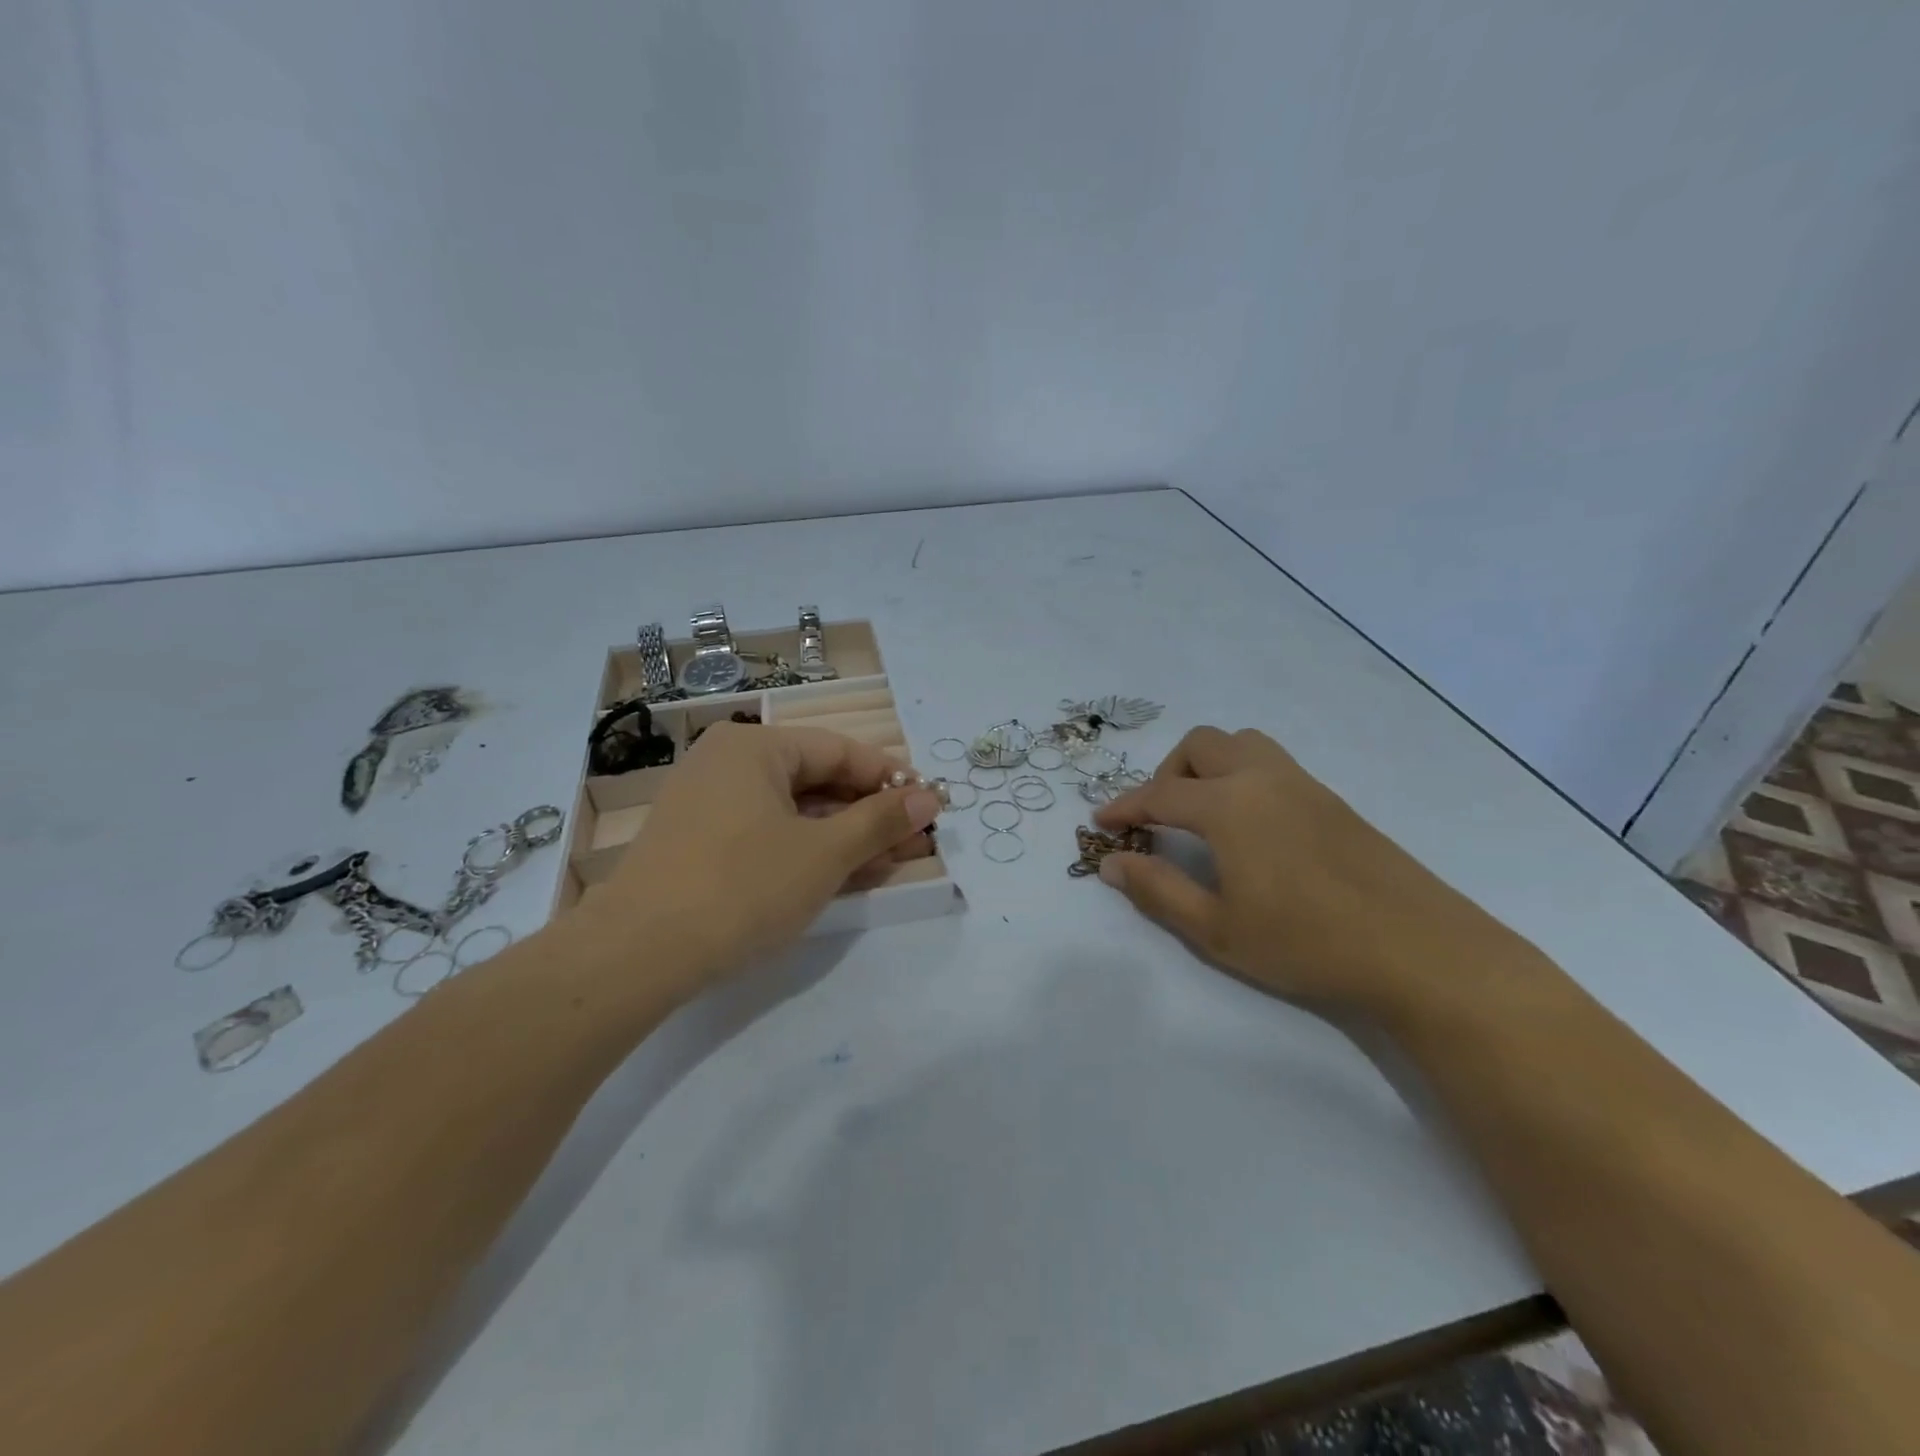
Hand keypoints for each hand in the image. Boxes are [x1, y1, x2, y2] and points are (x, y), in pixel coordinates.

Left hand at [576, 722, 941, 997]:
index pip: (840, 751)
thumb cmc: (742, 887)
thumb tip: (929, 797)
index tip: (928, 807)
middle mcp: (727, 763)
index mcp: (754, 747)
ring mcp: (708, 804)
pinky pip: (767, 834)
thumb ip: (879, 822)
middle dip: (868, 814)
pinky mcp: (698, 843)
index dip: (890, 779)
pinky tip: (841, 876)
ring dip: (843, 837)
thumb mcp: (823, 854)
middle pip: (816, 780)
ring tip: (889, 863)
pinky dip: (806, 852)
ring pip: (793, 812)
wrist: (636, 955)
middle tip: (914, 842)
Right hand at [1094, 726, 1531, 1013]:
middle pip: (1201, 745)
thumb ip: (1157, 890)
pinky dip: (1242, 777)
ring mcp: (1304, 785)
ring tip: (1203, 815)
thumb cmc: (1306, 943)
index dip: (1124, 807)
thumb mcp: (1216, 929)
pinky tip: (1251, 828)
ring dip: (1209, 766)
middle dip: (1167, 773)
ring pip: (1242, 744)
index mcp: (1229, 805)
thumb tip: (1111, 863)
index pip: (1159, 794)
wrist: (1420, 952)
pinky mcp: (1333, 801)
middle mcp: (1263, 779)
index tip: (1100, 822)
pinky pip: (1272, 764)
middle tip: (1159, 819)